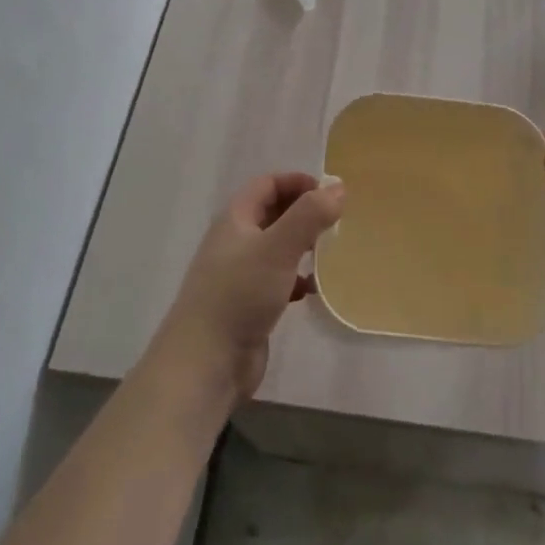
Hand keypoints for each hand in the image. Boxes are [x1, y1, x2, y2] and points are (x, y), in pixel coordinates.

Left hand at [149, 172, 344, 403]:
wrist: (206, 362)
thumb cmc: (240, 294)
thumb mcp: (278, 248)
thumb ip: (309, 216)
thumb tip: (338, 188)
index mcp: (235, 220)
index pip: (266, 185)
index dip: (296, 182)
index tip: (329, 193)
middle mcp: (235, 242)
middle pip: (272, 214)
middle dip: (303, 213)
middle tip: (335, 222)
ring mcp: (240, 275)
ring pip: (276, 248)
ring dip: (302, 246)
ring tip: (329, 252)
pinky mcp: (248, 305)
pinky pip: (278, 280)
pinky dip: (297, 279)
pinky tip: (313, 290)